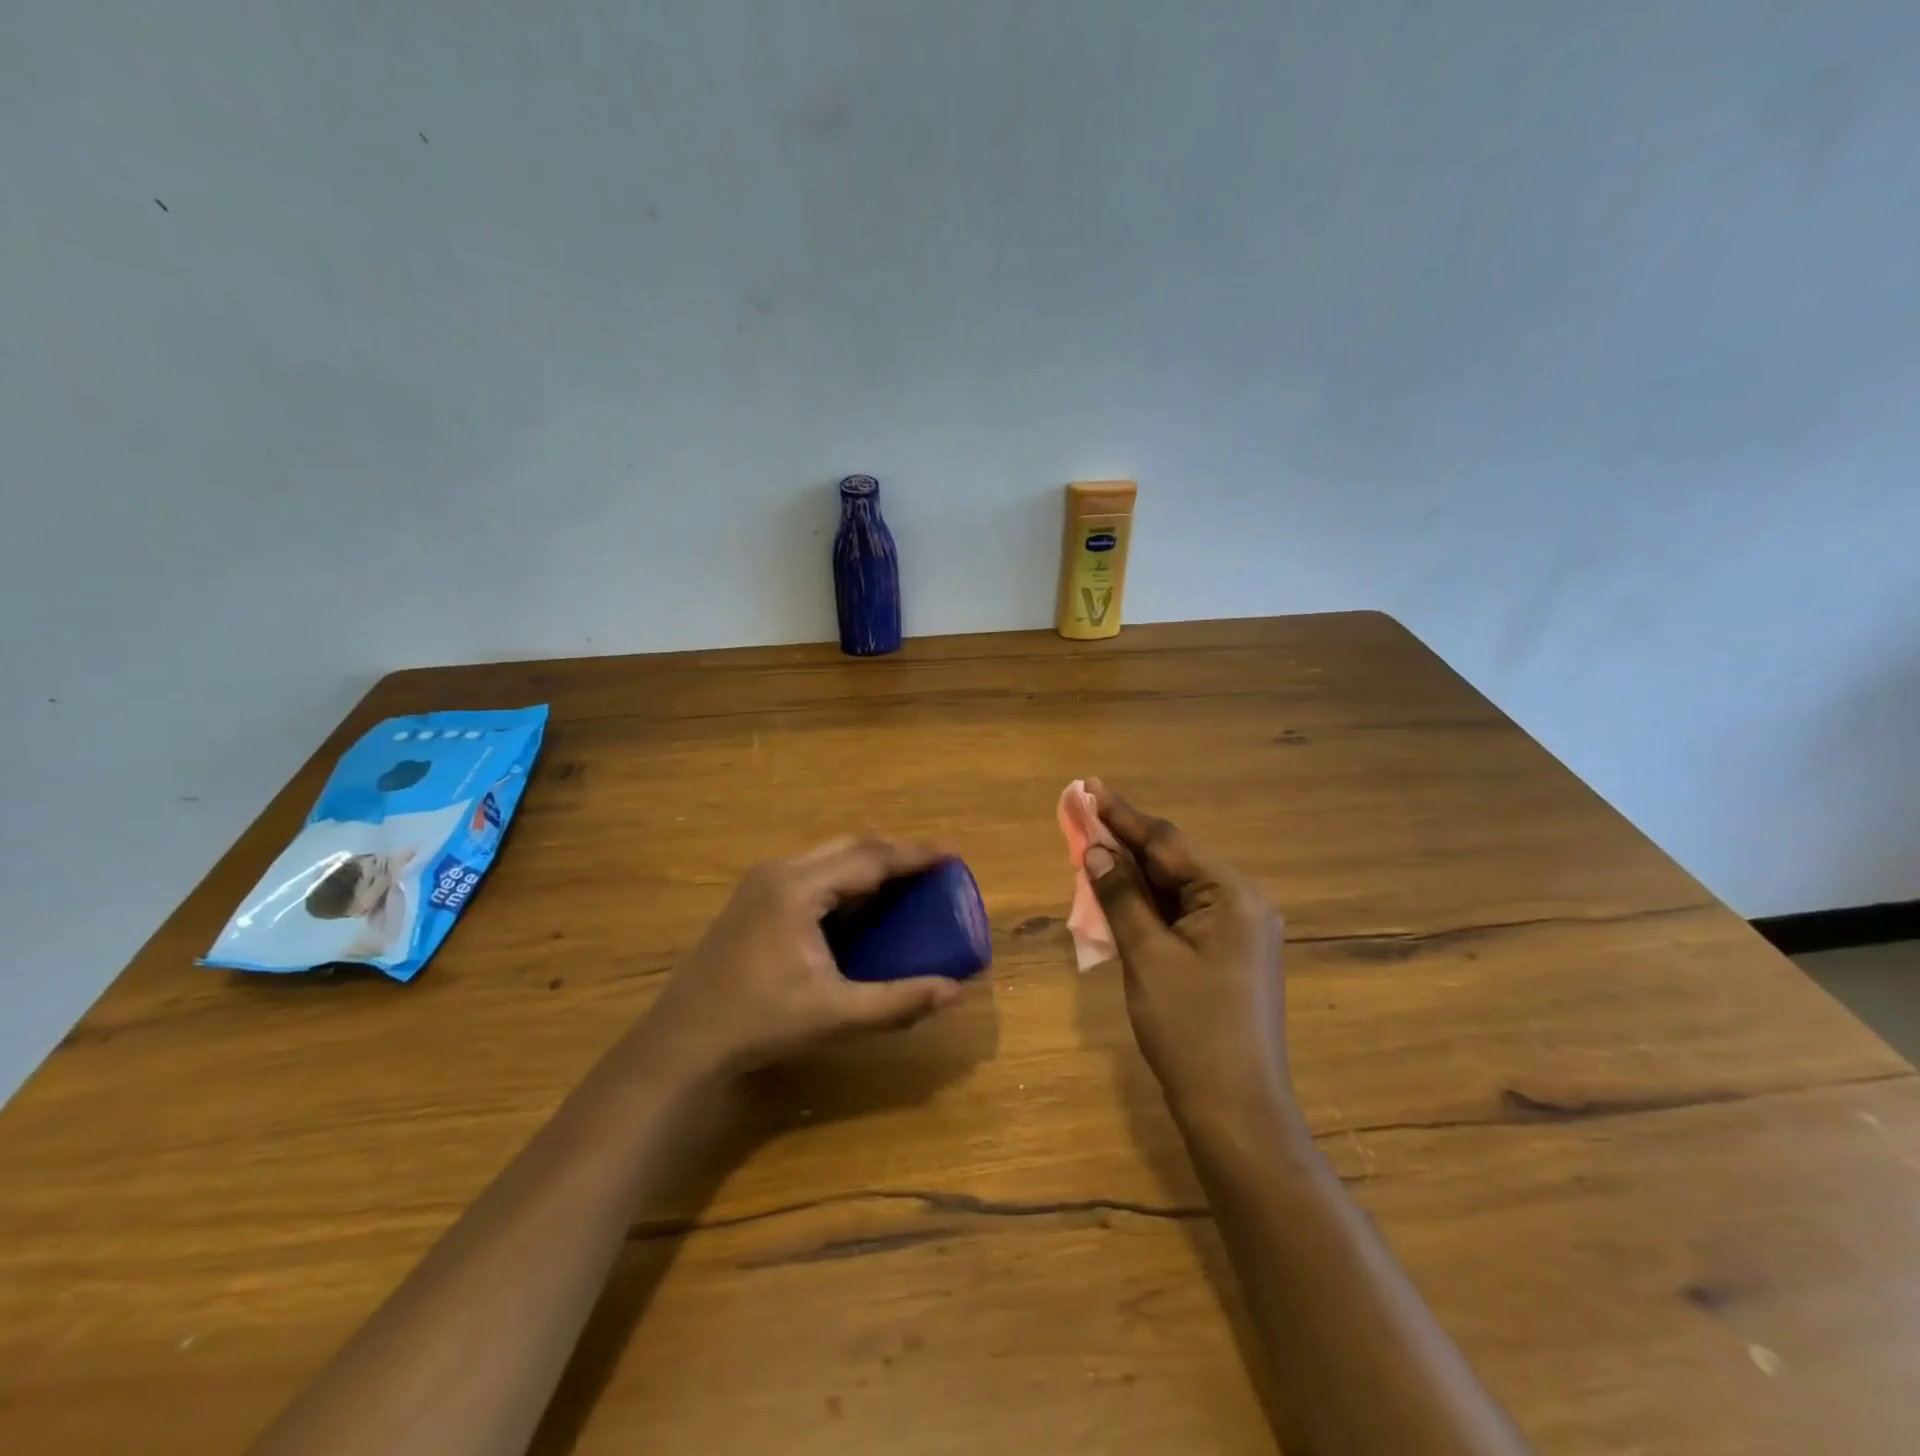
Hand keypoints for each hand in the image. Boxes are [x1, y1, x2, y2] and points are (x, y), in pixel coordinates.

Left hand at [639, 838, 964, 1079]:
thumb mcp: (836, 1015)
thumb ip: (898, 1001)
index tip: (951, 854)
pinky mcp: (753, 898)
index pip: (869, 858)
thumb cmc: (760, 1022)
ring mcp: (761, 882)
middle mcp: (780, 871)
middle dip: (894, 852)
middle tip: (932, 867)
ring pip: (828, 856)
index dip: (913, 855)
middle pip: (849, 846)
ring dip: (868, 862)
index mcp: (799, 888)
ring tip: (904, 880)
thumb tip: (954, 990)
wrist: (683, 1041)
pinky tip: (859, 902)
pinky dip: (844, 877)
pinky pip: (812, 872)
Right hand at [1084, 781, 1292, 1117]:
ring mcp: (1239, 929)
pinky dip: (1149, 904)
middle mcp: (1243, 902)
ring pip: (1176, 887)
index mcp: (1232, 895)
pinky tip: (1119, 895)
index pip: (1167, 842)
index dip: (1122, 814)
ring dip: (1134, 874)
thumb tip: (1094, 849)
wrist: (1236, 1110)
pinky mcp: (1229, 952)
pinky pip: (1182, 913)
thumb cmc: (1190, 1028)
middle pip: (1174, 860)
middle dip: (1125, 842)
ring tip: (1091, 849)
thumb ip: (1121, 897)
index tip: (1088, 786)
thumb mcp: (1147, 956)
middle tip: (1082, 816)